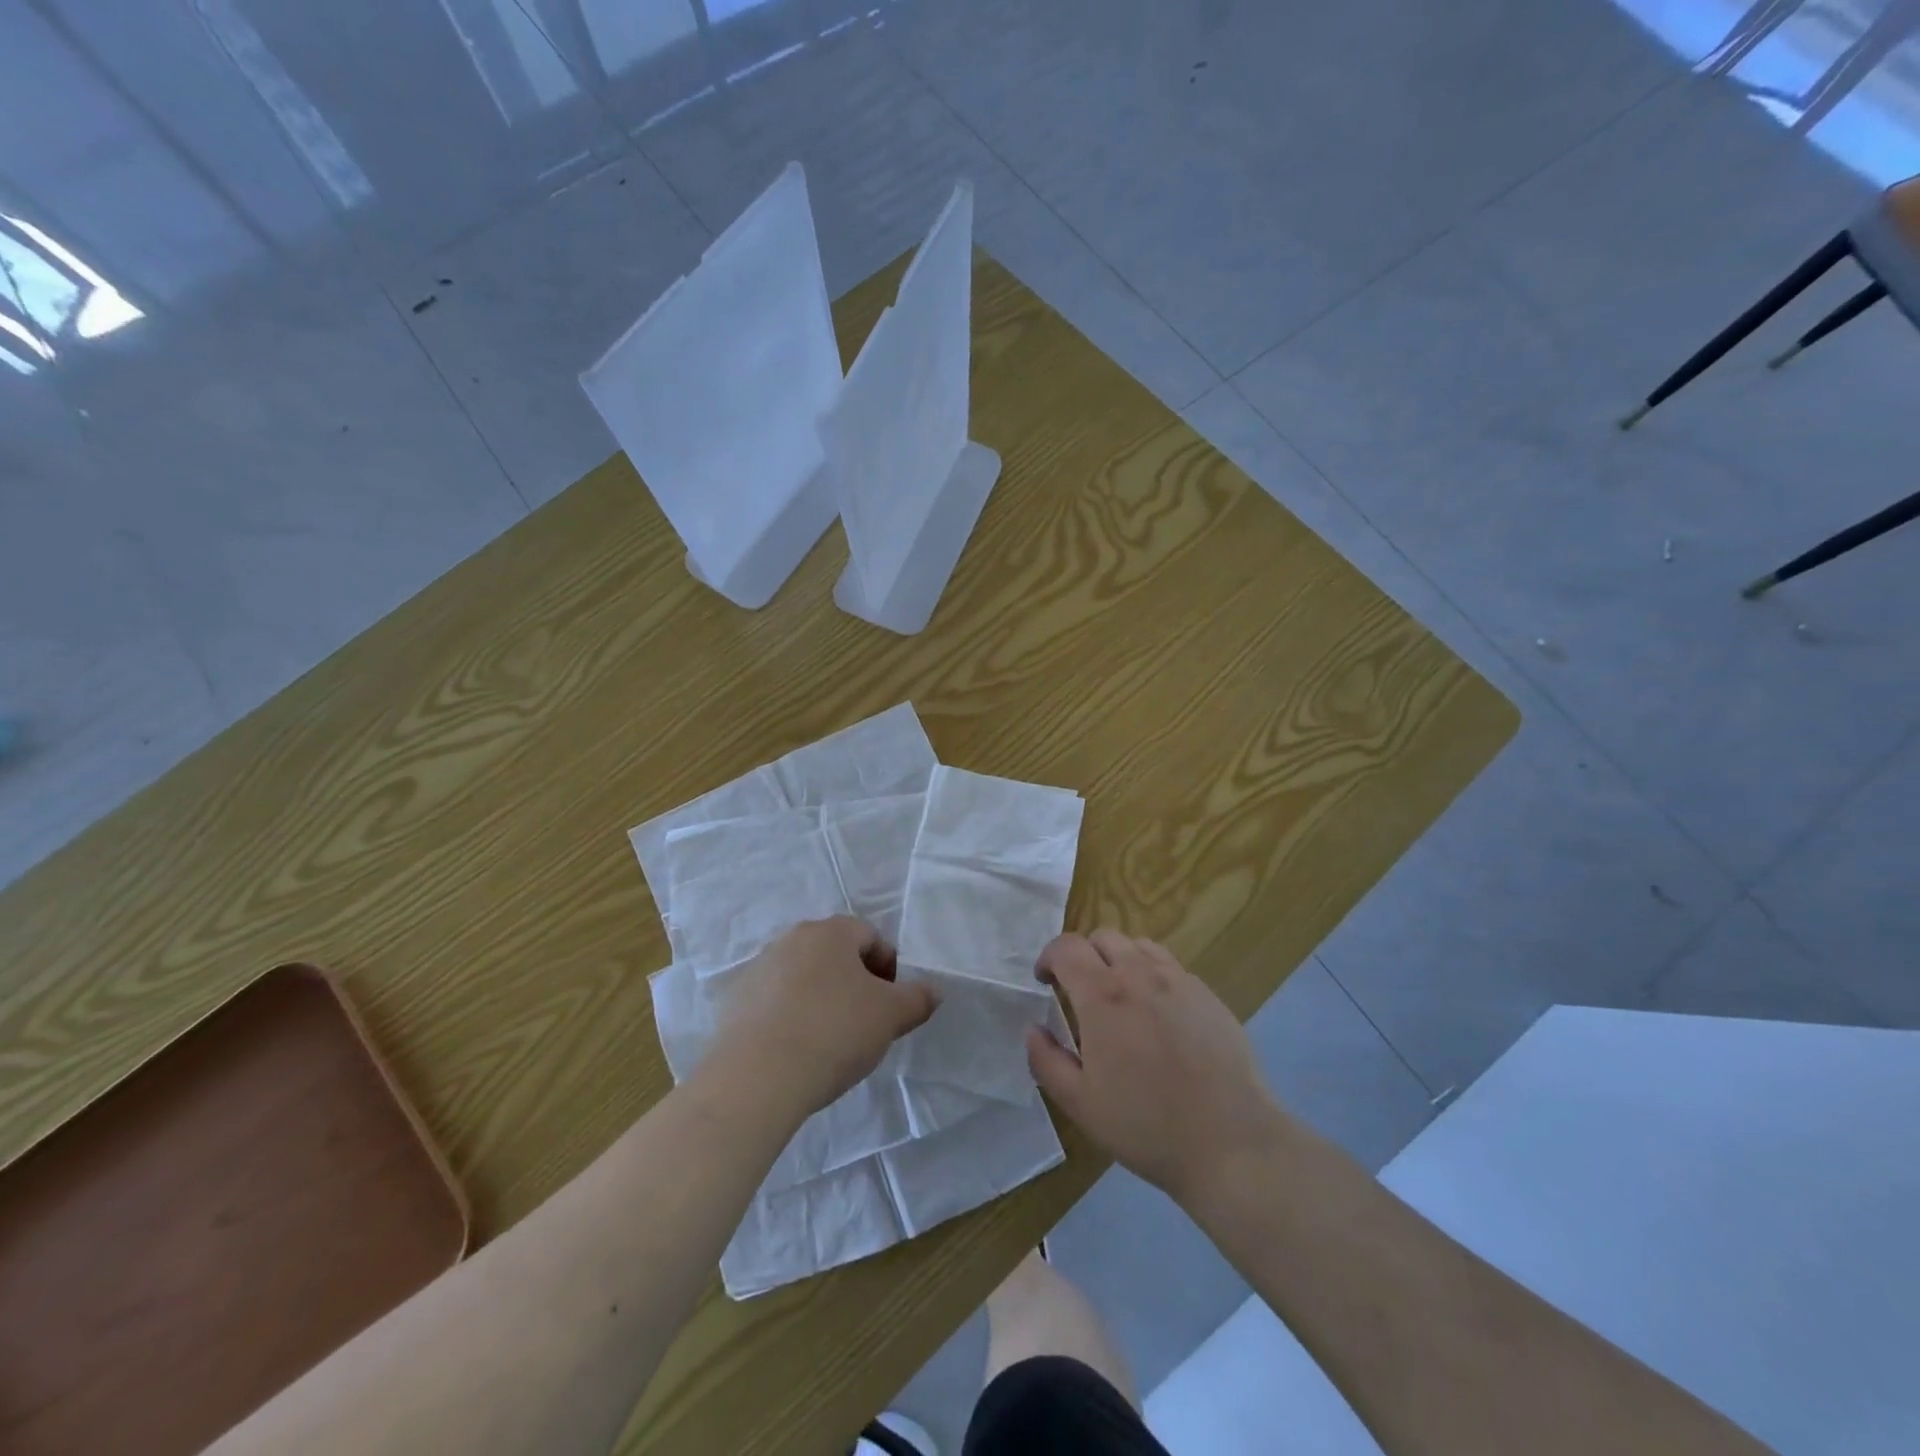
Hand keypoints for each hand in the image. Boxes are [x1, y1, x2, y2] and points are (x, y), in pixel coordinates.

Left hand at [707, 917, 938, 1116]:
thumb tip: (933, 990)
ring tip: (828, 1041)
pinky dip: (788, 1017)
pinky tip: (794, 1050)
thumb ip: (917, 998)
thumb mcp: (891, 1016)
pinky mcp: (734, 1001)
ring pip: (802, 977)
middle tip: (864, 1022)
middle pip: (834, 954)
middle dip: (853, 982)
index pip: (870, 936)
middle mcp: (791, 939)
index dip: (888, 969)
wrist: (755, 1079)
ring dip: (819, 998)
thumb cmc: (833, 1033)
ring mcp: (758, 968)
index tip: (891, 1005)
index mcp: (830, 932)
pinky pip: (773, 1002)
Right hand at [1027, 930, 1290, 1204]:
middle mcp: (1139, 974)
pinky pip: (1172, 967)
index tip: (1045, 981)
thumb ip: (1046, 1061)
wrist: (1230, 1141)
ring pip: (1139, 946)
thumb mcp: (1080, 1103)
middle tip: (1080, 990)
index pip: (1066, 947)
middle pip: (1103, 937)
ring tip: (1120, 995)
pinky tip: (1159, 1014)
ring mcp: (1179, 981)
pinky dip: (1153, 975)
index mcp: (1102, 996)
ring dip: (1119, 959)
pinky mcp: (1208, 995)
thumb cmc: (1147, 1125)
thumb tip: (1034, 1029)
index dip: (1049, 957)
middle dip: (1083, 955)